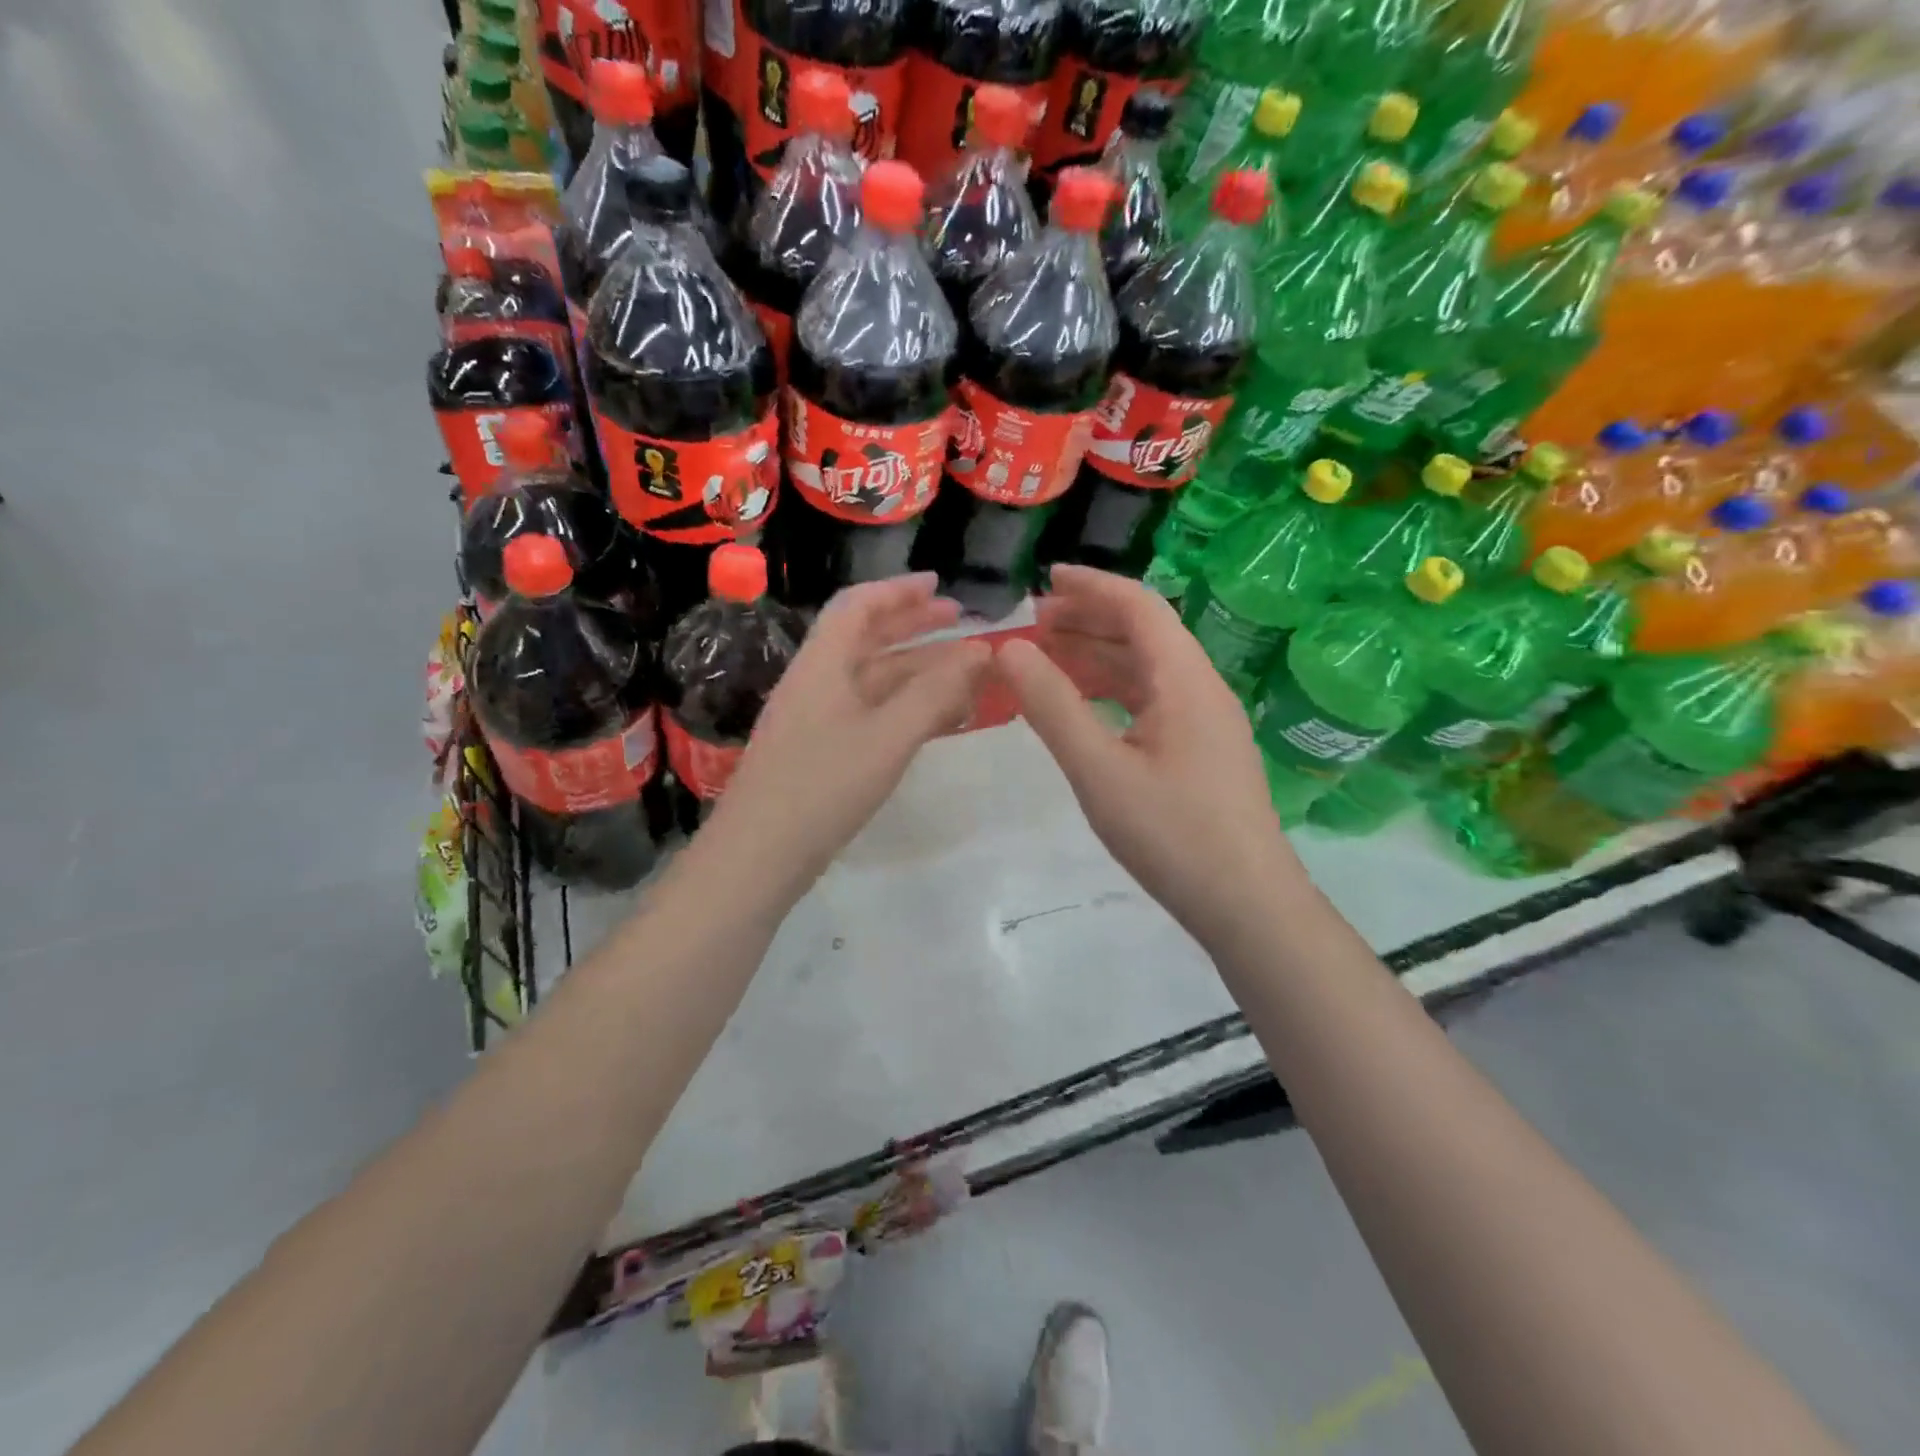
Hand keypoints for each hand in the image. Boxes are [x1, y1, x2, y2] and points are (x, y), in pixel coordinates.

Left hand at [700, 573, 990, 903]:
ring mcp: (817, 721)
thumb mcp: (888, 736)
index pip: (858, 606)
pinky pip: (870, 715)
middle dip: (914, 626)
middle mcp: (817, 683)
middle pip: (867, 639)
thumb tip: (980, 652)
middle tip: (960, 622)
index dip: (899, 590)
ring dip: (916, 671)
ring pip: (873, 681)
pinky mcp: (821, 754)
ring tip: (964, 672)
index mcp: (823, 664)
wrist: (759, 855)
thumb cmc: (823, 786)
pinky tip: (936, 720)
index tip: (939, 585)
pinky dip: (905, 708)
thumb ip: (936, 693)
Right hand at [995, 565, 1304, 942]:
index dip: (1090, 586)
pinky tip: (1084, 708)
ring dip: (1099, 656)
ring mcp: (1205, 722)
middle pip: (1144, 633)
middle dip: (1088, 620)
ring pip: (1147, 670)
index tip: (1044, 580)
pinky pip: (1152, 702)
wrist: (1247, 904)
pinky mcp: (1202, 752)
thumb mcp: (1099, 770)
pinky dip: (1113, 692)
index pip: (1138, 606)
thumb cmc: (1173, 834)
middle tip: (1034, 624)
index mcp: (1184, 679)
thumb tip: (1010, 649)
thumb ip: (1052, 706)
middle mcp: (1200, 688)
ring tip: (1047, 659)